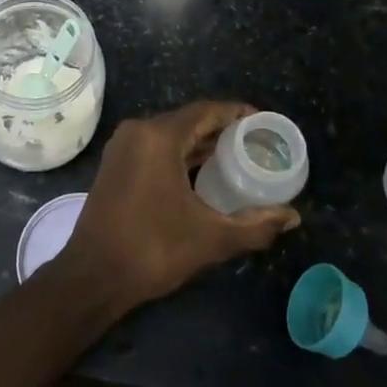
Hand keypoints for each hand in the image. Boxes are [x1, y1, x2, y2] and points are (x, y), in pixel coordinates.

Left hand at [60, 101, 300, 312]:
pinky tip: (202, 172)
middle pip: (188, 120)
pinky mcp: (115, 163)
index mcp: (158, 136)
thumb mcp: (210, 238)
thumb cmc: (152, 250)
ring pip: (170, 134)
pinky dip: (180, 154)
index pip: (206, 111)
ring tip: (236, 157)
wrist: (93, 276)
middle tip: (256, 144)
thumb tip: (293, 217)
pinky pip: (155, 147)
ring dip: (201, 143)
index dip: (237, 113)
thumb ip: (255, 225)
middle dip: (222, 129)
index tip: (264, 122)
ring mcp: (122, 146)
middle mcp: (138, 131)